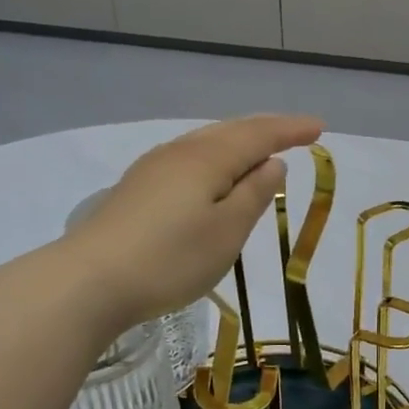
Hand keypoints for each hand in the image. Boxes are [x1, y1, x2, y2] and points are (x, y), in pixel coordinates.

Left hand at [60, 115, 323, 335]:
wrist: (89, 281)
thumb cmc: (171, 259)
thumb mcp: (227, 232)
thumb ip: (254, 195)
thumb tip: (272, 164)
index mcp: (208, 158)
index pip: (259, 135)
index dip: (290, 130)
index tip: (319, 128)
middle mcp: (180, 152)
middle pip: (230, 130)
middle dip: (266, 129)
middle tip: (296, 132)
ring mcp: (153, 168)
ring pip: (207, 142)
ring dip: (239, 141)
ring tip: (260, 149)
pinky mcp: (137, 189)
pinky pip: (189, 159)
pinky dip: (216, 158)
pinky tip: (214, 173)